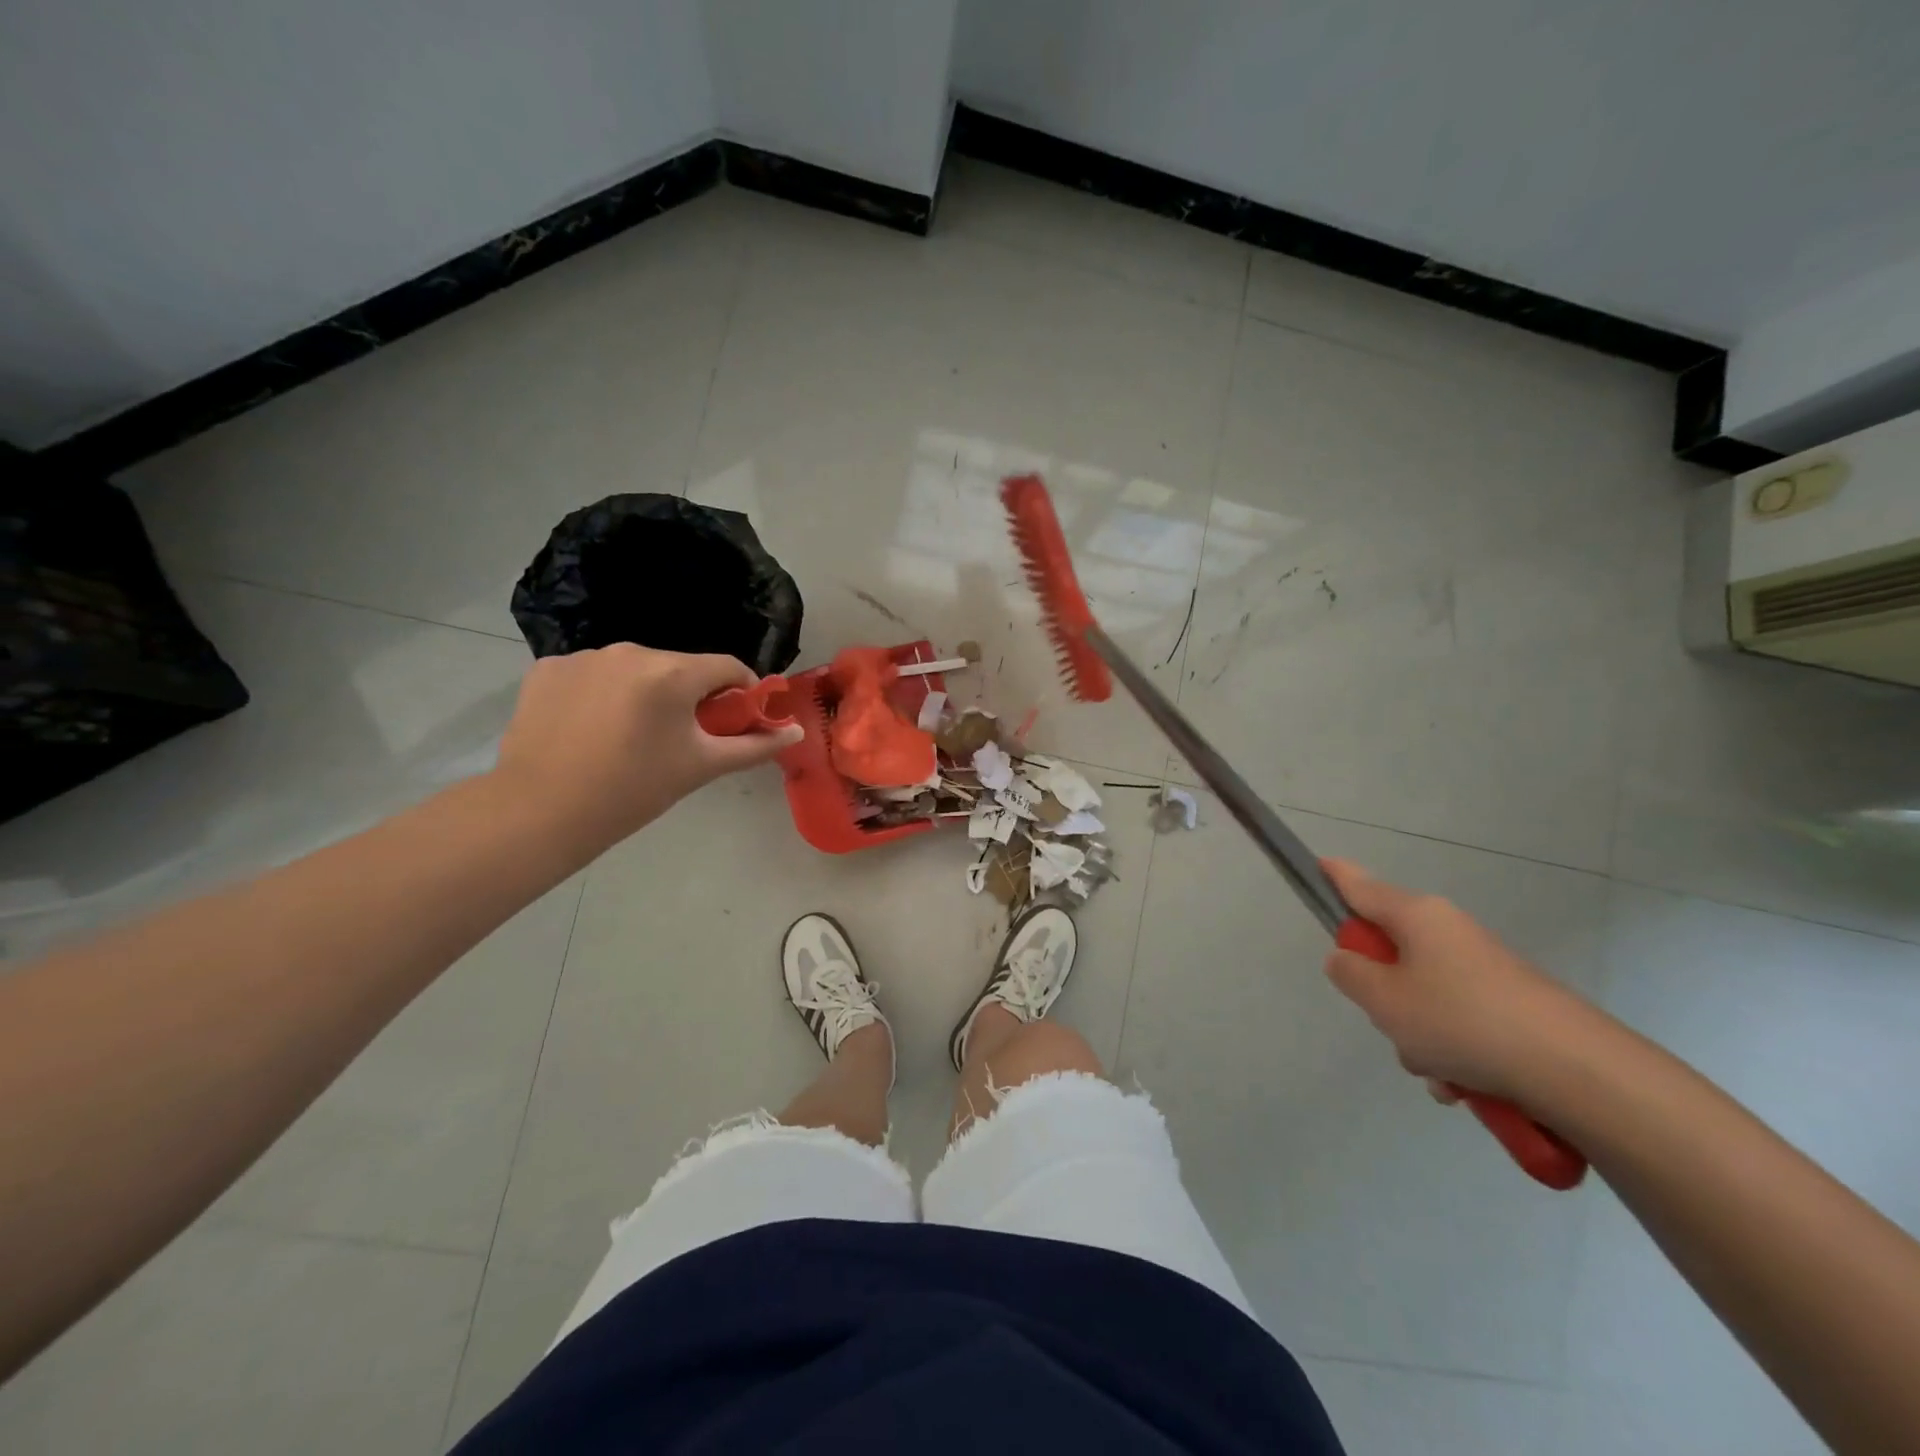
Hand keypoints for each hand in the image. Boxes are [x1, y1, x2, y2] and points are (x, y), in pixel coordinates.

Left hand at [492, 645, 802, 852]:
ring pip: (635, 670)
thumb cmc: (633, 791)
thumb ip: (754, 746)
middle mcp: (630, 651)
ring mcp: (584, 656)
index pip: (728, 667)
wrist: (540, 811)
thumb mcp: (701, 767)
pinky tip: (591, 728)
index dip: (742, 692)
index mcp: (672, 672)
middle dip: (690, 696)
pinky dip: (602, 693)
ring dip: (645, 693)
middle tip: (682, 738)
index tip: (737, 720)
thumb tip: (796, 732)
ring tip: (630, 736)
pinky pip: (593, 674)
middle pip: (680, 667)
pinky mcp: (547, 668)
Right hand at [1320, 858, 1592, 1102]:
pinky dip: (1453, 1053)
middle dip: (1382, 994)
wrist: (1579, 1072)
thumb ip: (1349, 973)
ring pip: (1423, 996)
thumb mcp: (1382, 999)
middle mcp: (1450, 932)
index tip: (1319, 866)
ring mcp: (1484, 969)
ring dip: (1419, 1036)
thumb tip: (1349, 960)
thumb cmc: (1462, 1021)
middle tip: (1388, 1022)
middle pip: (1391, 953)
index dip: (1334, 876)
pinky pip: (1459, 1023)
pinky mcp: (1512, 1005)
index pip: (1360, 886)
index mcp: (1417, 916)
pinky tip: (1465, 1087)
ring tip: (1437, 1072)